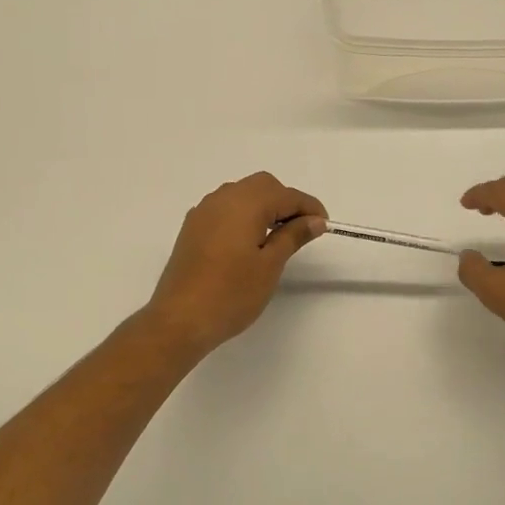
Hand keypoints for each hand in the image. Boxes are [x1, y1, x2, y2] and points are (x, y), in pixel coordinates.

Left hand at [144, 172, 326, 357]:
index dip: (309, 207)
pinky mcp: (193, 227)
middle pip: (262, 186)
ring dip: (264, 206)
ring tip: (278, 236)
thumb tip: (314, 220)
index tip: (324, 225)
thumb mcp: (270, 265)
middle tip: (302, 229)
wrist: (180, 319)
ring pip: (241, 194)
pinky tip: (249, 240)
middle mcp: (223, 198)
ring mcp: (203, 211)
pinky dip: (243, 214)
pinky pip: (224, 208)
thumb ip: (293, 236)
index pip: (286, 195)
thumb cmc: (231, 293)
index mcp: (245, 203)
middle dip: (285, 201)